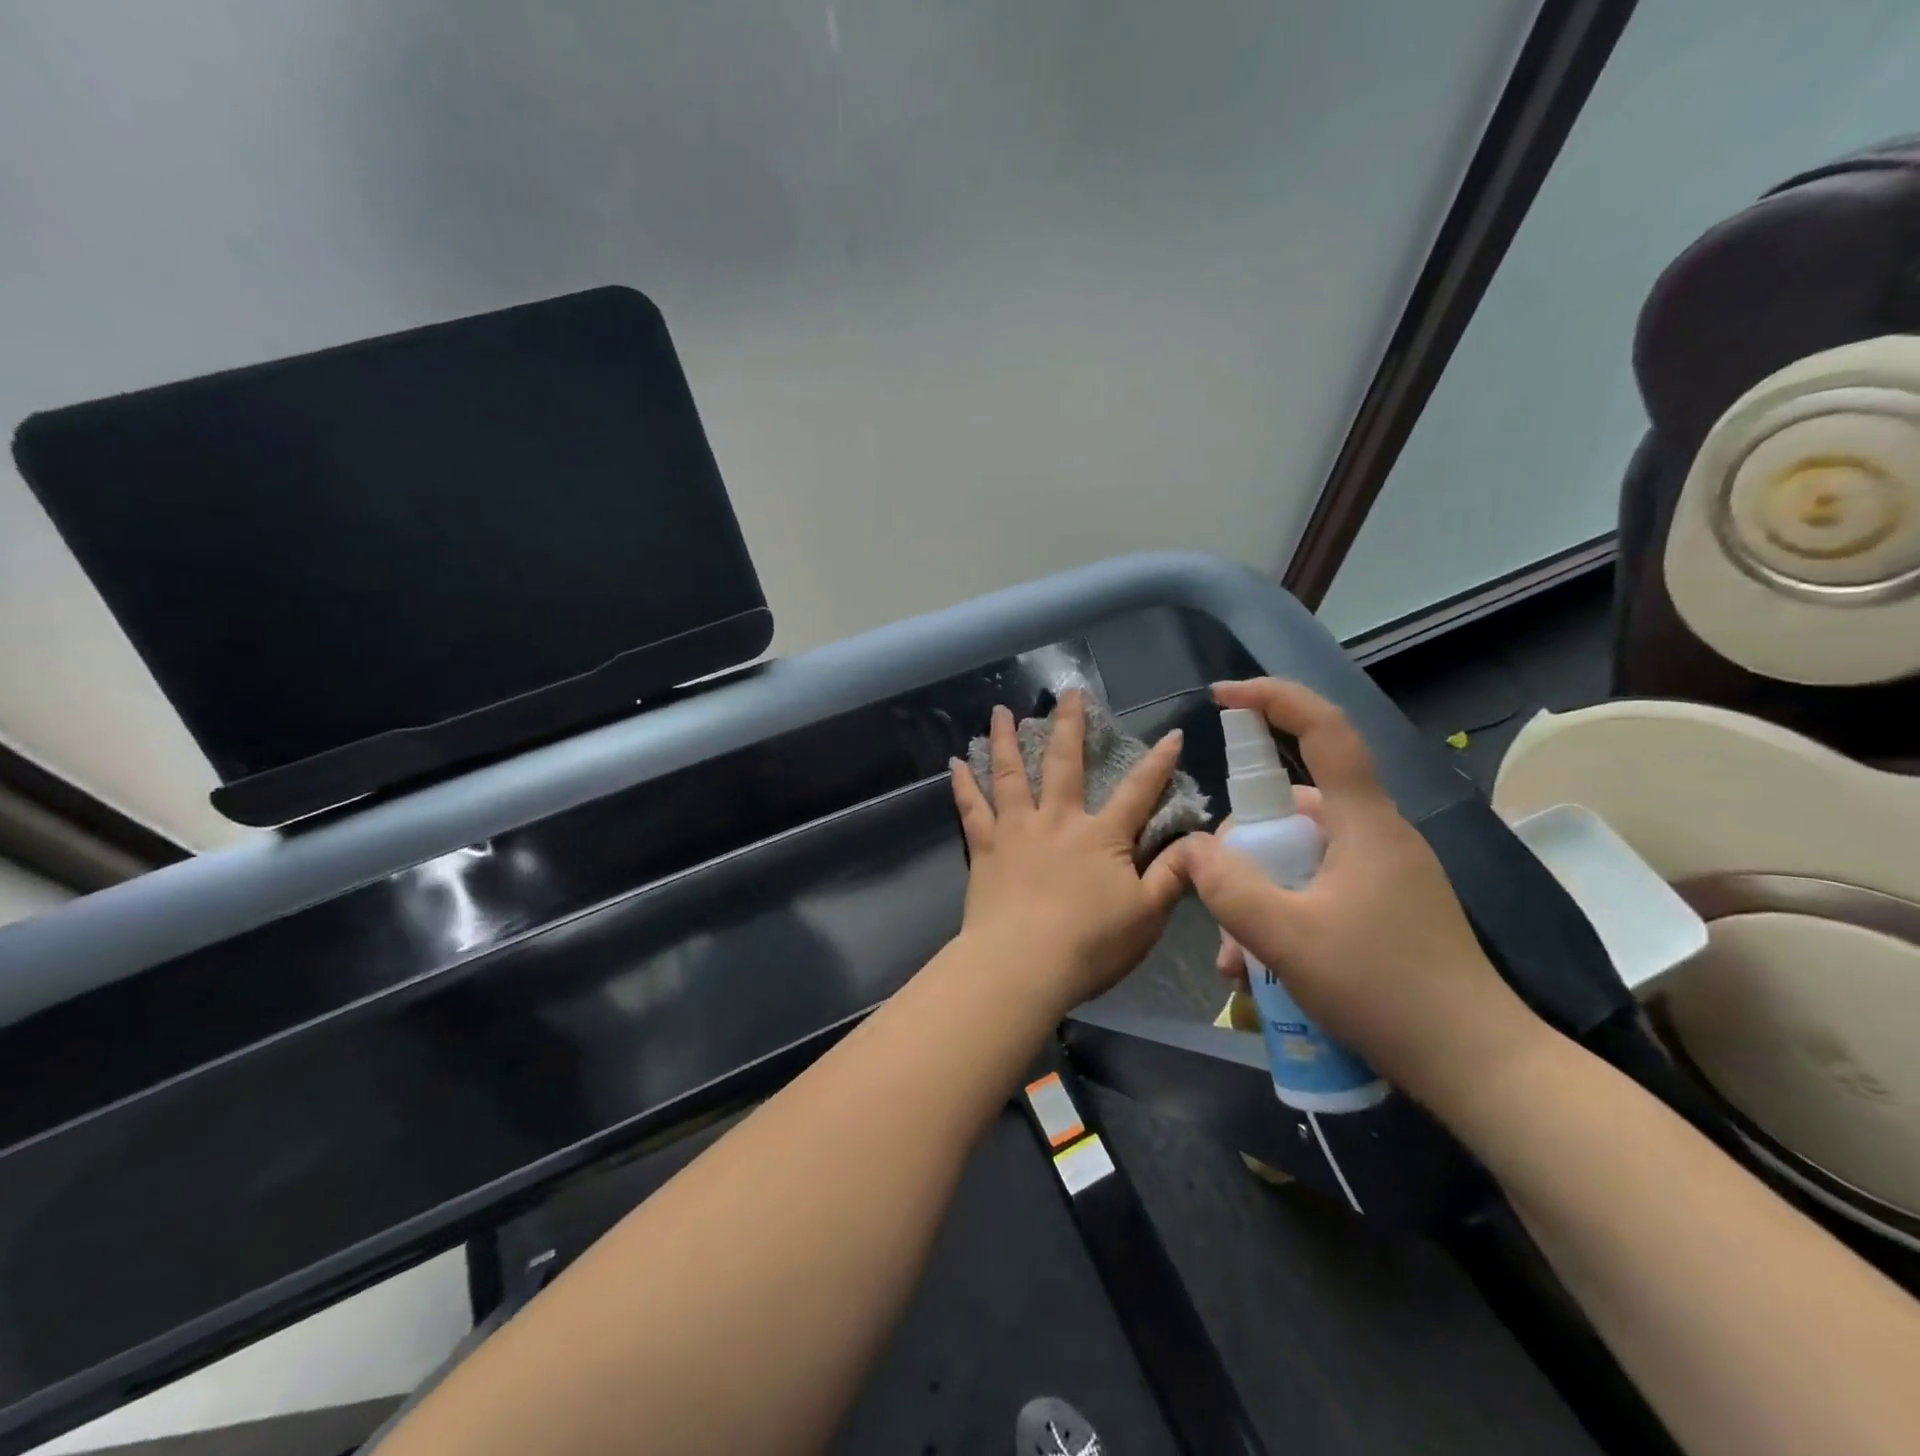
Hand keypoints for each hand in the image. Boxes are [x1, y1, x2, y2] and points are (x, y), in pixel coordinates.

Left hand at [949, 691, 1189, 1016]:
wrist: (1022, 966)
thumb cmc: (1090, 944)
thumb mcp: (1147, 915)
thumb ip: (1173, 875)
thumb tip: (1200, 841)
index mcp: (1101, 836)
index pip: (1138, 792)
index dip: (1159, 764)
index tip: (1172, 734)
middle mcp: (1057, 820)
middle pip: (1064, 763)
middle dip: (1069, 725)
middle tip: (1067, 693)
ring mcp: (1016, 830)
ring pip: (1010, 774)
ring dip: (1006, 739)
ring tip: (1001, 710)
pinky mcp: (984, 848)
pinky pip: (972, 808)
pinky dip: (963, 784)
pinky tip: (956, 763)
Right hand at [1175, 678, 1547, 1114]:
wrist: (1479, 1067)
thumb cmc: (1385, 990)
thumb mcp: (1288, 939)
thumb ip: (1230, 888)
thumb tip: (1194, 849)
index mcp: (1365, 822)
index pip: (1324, 729)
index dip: (1274, 699)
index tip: (1221, 698)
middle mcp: (1375, 834)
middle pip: (1292, 809)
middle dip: (1243, 850)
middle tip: (1216, 902)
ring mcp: (1382, 872)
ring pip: (1298, 857)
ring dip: (1257, 895)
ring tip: (1238, 959)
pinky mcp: (1384, 905)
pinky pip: (1315, 888)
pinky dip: (1282, 913)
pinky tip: (1261, 966)